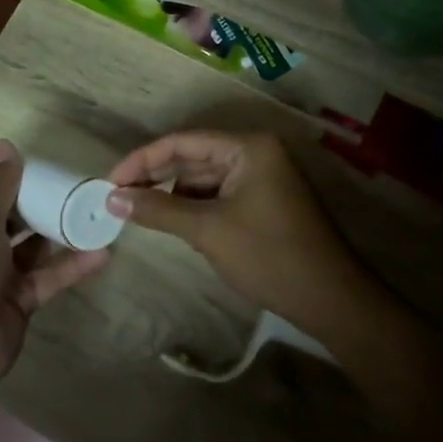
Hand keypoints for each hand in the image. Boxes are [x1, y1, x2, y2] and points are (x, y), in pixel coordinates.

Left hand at [0, 140, 109, 407]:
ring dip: (52, 233)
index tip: (0, 168)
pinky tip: (100, 252)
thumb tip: (3, 144)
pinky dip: (69, 267)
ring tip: (84, 210)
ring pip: (26, 249)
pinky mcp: (17, 302)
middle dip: (24, 204)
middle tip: (56, 184)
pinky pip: (45, 278)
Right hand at [104, 130, 377, 330]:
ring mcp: (264, 176)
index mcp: (248, 147)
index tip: (110, 182)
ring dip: (174, 193)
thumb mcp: (207, 230)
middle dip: (156, 177)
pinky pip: (220, 194)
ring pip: (205, 177)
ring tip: (140, 213)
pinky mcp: (265, 200)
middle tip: (117, 198)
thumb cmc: (269, 256)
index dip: (142, 160)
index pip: (183, 141)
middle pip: (193, 156)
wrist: (332, 299)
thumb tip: (111, 198)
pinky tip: (174, 222)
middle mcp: (257, 152)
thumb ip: (158, 209)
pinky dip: (195, 206)